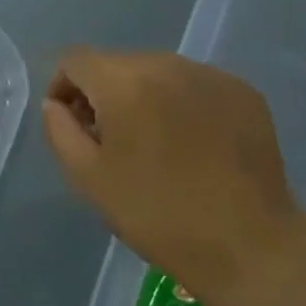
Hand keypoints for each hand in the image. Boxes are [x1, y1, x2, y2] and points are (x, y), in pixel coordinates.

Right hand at [42, 47, 305, 296]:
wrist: (248, 245)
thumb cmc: (156, 214)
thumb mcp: (87, 177)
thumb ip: (59, 129)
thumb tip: (56, 103)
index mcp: (125, 82)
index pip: (75, 60)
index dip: (62, 88)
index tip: (72, 125)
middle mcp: (168, 64)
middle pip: (116, 63)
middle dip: (103, 94)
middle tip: (111, 141)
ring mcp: (211, 75)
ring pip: (157, 71)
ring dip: (143, 97)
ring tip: (154, 144)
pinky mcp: (244, 92)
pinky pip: (194, 85)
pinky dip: (180, 104)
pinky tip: (192, 145)